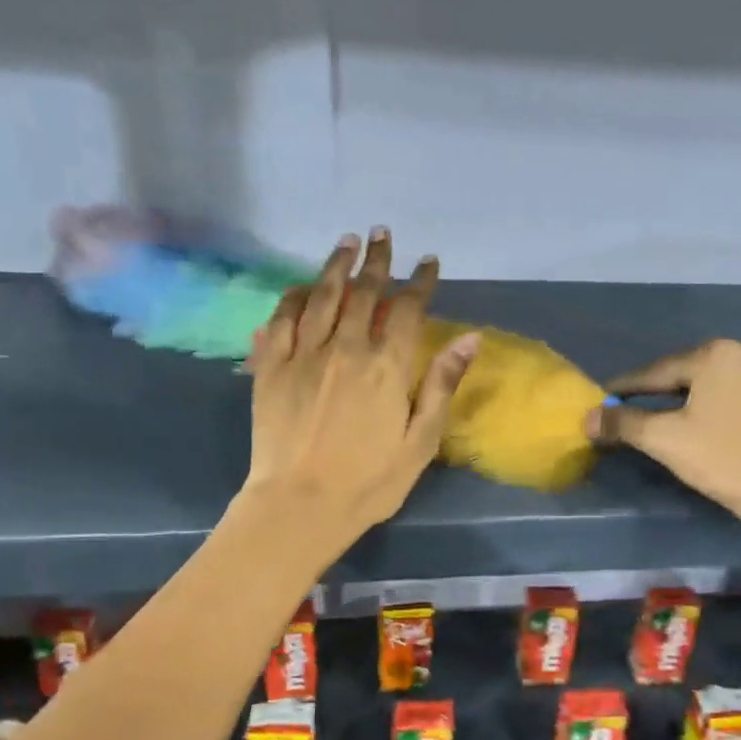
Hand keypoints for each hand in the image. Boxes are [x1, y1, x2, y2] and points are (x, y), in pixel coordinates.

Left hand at [242, 229, 479, 554]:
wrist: (299, 505)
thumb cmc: (369, 481)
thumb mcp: (420, 442)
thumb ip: (441, 385)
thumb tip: (470, 338)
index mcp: (386, 367)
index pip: (408, 309)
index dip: (420, 281)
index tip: (428, 262)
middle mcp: (345, 348)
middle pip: (364, 291)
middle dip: (377, 260)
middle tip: (381, 234)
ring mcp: (304, 354)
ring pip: (322, 295)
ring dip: (336, 265)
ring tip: (346, 242)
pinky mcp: (270, 367)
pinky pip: (282, 319)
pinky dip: (294, 296)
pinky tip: (303, 286)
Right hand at [587, 339, 740, 535]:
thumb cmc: (724, 460)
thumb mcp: (665, 441)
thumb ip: (624, 423)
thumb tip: (588, 417)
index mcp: (717, 357)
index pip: (660, 371)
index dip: (630, 386)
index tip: (610, 395)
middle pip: (701, 376)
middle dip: (676, 393)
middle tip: (656, 413)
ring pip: (739, 390)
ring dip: (719, 404)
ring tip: (706, 428)